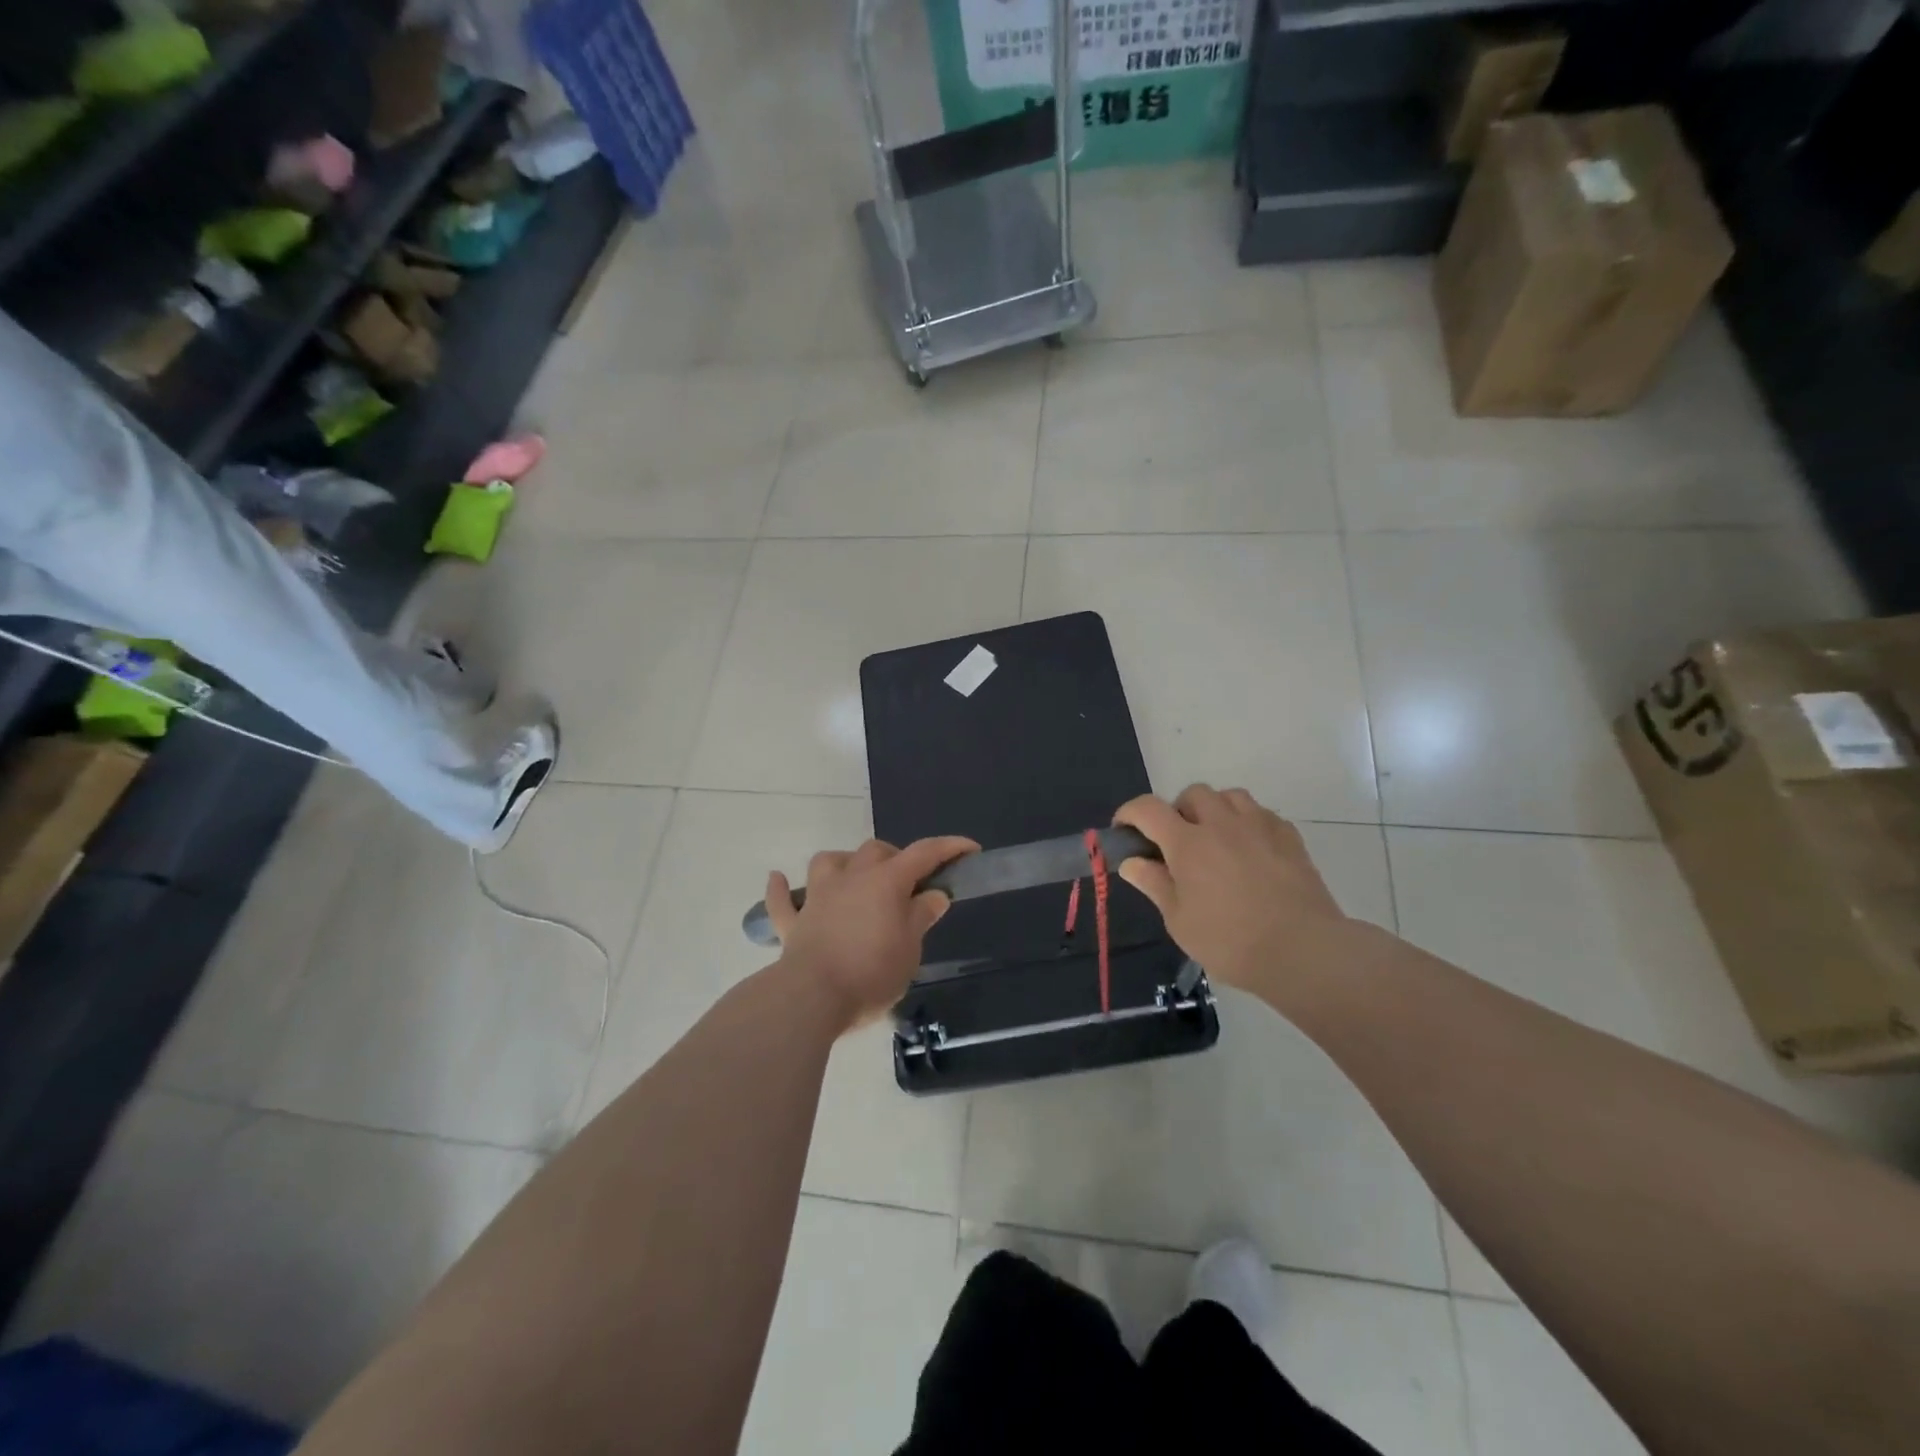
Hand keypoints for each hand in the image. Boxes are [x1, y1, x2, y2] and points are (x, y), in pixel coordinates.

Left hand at [764, 836, 978, 1031]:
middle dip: (896, 858)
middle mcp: (851, 878)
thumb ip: (921, 916)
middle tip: (910, 883)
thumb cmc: (871, 972)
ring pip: (828, 861)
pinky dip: (782, 890)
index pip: (924, 854)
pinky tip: (779, 879)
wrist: (812, 997)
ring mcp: (818, 897)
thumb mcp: (910, 948)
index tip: (969, 849)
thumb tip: (934, 894)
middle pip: (875, 850)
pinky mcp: (793, 923)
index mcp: (886, 882)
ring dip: (844, 863)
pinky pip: (782, 900)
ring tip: (856, 878)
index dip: (949, 848)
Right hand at [1113, 785, 1349, 997]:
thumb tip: (1131, 861)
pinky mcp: (1289, 836)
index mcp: (1187, 843)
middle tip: (1177, 843)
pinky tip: (1250, 850)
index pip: (1147, 808)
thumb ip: (1154, 884)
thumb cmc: (1231, 941)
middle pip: (1192, 793)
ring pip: (1230, 795)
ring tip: (1215, 840)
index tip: (1124, 831)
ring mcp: (1259, 826)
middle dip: (1177, 811)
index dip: (1129, 813)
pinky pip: (1261, 813)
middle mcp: (1221, 823)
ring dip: (1215, 810)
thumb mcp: (1179, 920)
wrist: (1303, 950)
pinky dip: (1247, 822)